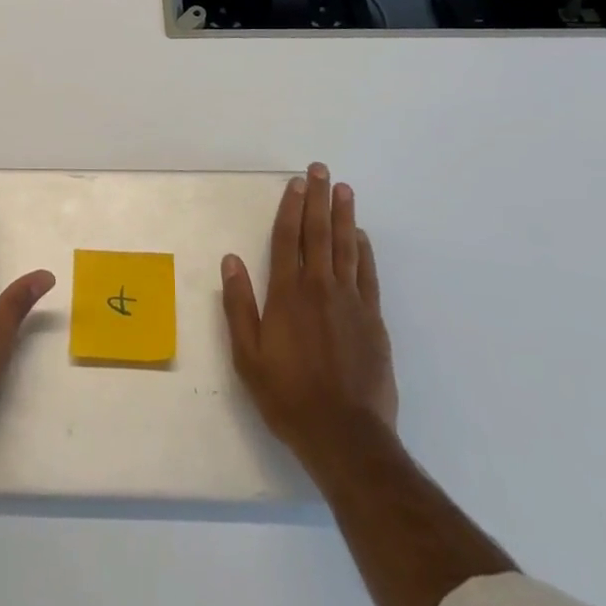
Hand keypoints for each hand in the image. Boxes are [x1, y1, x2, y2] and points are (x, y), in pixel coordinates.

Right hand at [222, 162, 397, 476]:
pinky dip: (365, 251)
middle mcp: (320, 288)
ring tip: (344, 189)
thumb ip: (240, 305)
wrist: (346, 436)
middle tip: (320, 169)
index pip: (288, 239)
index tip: (296, 182)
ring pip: (347, 247)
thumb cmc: (289, 396)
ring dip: (344, 215)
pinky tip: (362, 236)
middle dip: (318, 199)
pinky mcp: (373, 320)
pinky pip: (368, 275)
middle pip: (319, 233)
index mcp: (288, 294)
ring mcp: (351, 302)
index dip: (291, 207)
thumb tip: (231, 260)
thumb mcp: (249, 356)